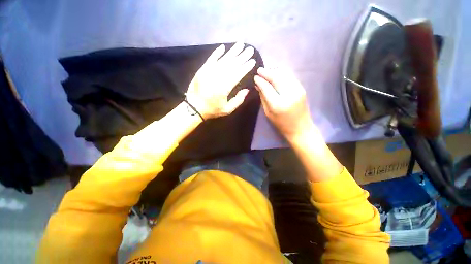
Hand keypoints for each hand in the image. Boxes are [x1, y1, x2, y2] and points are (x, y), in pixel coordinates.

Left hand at [185, 43, 255, 118]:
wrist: (193, 107)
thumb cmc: (212, 110)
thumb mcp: (227, 110)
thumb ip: (238, 100)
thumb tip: (246, 90)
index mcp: (224, 88)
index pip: (238, 74)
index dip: (245, 67)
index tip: (252, 61)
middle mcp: (217, 77)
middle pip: (232, 64)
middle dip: (242, 56)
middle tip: (250, 49)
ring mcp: (208, 72)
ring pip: (223, 60)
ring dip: (232, 52)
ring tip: (240, 44)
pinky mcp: (202, 70)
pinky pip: (210, 59)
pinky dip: (216, 52)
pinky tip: (223, 46)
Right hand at [254, 67, 313, 141]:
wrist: (300, 128)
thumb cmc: (281, 124)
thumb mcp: (268, 113)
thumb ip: (263, 98)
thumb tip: (258, 85)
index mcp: (278, 104)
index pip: (267, 87)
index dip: (260, 80)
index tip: (255, 76)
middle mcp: (289, 94)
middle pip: (276, 77)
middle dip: (267, 72)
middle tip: (259, 70)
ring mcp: (297, 90)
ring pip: (284, 74)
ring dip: (274, 70)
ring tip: (267, 71)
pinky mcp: (302, 88)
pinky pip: (290, 76)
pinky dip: (282, 73)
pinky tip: (276, 73)